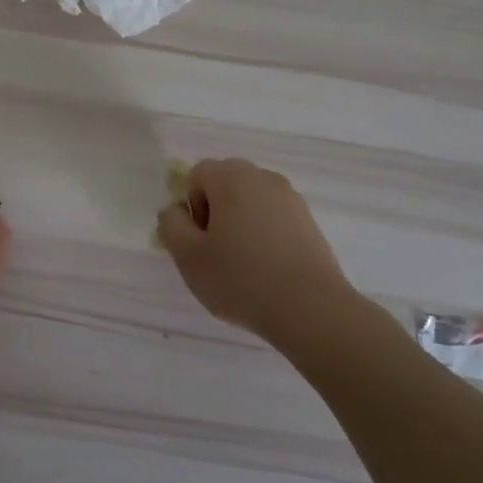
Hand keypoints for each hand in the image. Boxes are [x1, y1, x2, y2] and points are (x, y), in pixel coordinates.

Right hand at [157, 158, 356, 342]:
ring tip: (243, 263)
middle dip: (215, 210)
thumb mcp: (187, 256)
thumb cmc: (241, 279)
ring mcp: (291, 198)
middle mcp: (263, 178)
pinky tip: (267, 268)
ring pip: (252, 200)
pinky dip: (265, 234)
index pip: (198, 174)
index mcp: (231, 178)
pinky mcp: (309, 221)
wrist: (311, 309)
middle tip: (216, 250)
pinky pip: (274, 217)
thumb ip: (171, 224)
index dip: (191, 205)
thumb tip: (177, 210)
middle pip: (226, 182)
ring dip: (240, 222)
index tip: (200, 239)